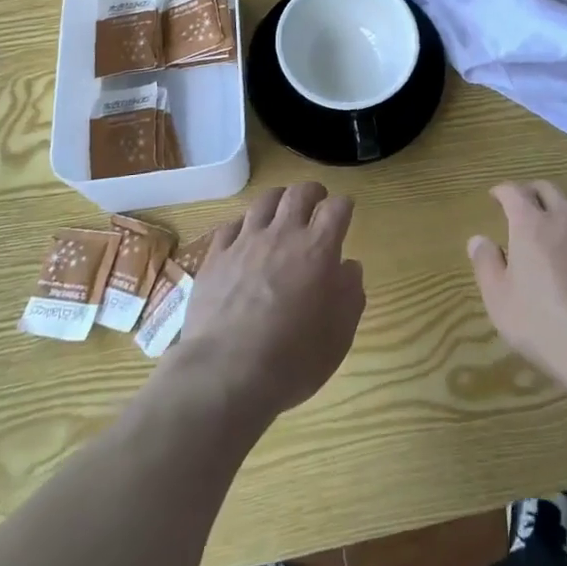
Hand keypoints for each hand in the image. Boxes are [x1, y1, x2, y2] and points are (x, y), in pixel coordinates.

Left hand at [171, 183, 364, 421]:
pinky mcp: (216, 256)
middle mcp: (283, 234)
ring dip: (278, 200)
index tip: (345, 212)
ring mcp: (246, 242)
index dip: (343, 206)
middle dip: (312, 192)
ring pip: (264, 201)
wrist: (226, 373)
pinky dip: (243, 225)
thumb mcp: (339, 334)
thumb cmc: (293, 358)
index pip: (337, 208)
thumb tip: (349, 267)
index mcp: (318, 249)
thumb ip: (350, 294)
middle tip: (316, 201)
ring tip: (281, 209)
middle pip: (299, 193)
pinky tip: (244, 236)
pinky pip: (231, 225)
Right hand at [468, 181, 566, 384]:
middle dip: (533, 192)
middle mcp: (564, 217)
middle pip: (548, 189)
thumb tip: (478, 239)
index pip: (514, 192)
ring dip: (562, 208)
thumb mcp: (499, 299)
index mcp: (530, 224)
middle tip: (525, 204)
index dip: (503, 191)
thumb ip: (486, 264)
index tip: (496, 196)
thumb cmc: (542, 322)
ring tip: (557, 224)